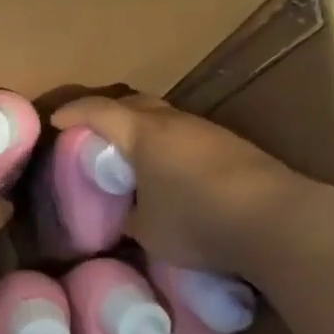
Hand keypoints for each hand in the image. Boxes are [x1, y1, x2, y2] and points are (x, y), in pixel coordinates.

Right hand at [50, 94, 323, 271]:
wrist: (276, 220)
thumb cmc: (198, 222)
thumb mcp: (150, 231)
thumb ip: (132, 217)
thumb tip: (129, 216)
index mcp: (143, 134)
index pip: (99, 111)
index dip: (74, 112)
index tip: (57, 120)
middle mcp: (174, 122)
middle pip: (135, 103)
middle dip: (111, 113)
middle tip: (96, 132)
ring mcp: (207, 130)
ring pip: (166, 117)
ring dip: (146, 129)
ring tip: (136, 154)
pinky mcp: (234, 145)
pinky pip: (189, 135)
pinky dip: (171, 144)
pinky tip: (175, 170)